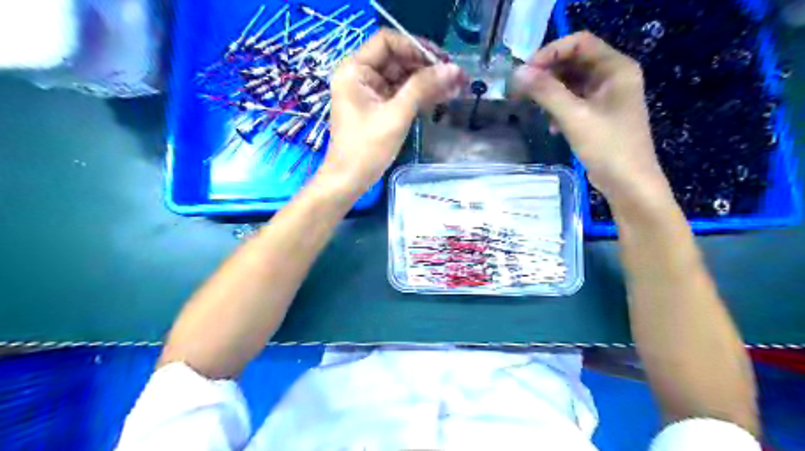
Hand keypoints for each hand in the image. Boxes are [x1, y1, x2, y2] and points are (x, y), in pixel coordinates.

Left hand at [317, 28, 462, 193]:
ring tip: (456, 87)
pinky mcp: (378, 108)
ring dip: (427, 82)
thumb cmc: (367, 149)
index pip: (387, 42)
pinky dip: (420, 95)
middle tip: (455, 76)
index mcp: (355, 70)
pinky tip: (442, 97)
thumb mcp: (396, 115)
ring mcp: (370, 93)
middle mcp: (360, 76)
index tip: (441, 60)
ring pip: (402, 78)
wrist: (349, 180)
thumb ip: (423, 88)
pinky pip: (401, 94)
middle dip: (426, 67)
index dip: (415, 47)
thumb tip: (453, 69)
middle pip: (397, 59)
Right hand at [511, 31, 670, 204]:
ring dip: (551, 92)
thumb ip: (546, 92)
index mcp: (616, 68)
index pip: (579, 43)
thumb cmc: (608, 147)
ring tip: (534, 108)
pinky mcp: (599, 114)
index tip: (525, 71)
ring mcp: (607, 96)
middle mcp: (613, 77)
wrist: (629, 184)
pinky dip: (559, 108)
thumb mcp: (575, 117)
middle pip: (574, 62)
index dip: (550, 53)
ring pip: (571, 82)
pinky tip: (552, 126)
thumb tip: (518, 74)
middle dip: (547, 74)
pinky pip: (574, 101)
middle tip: (521, 89)